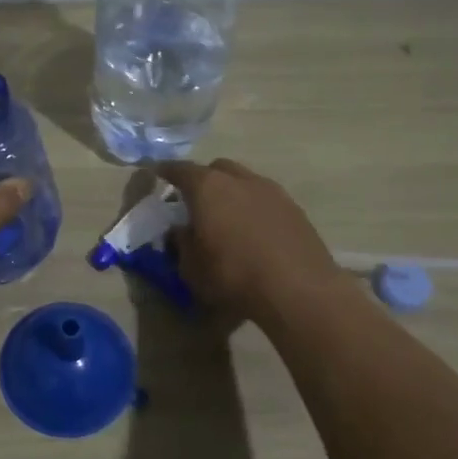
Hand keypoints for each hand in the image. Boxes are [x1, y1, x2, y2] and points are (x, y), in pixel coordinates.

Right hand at [155, 158, 341, 326]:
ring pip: (244, 181)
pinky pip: (265, 199)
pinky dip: (254, 208)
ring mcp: (272, 191)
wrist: (299, 289)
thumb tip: (181, 230)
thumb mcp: (191, 268)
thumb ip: (181, 243)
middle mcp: (240, 180)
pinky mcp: (295, 208)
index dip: (166, 172)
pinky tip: (254, 232)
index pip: (180, 170)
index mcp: (208, 188)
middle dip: (203, 180)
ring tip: (227, 219)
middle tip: (196, 202)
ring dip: (232, 193)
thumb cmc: (234, 275)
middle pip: (216, 169)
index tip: (158, 174)